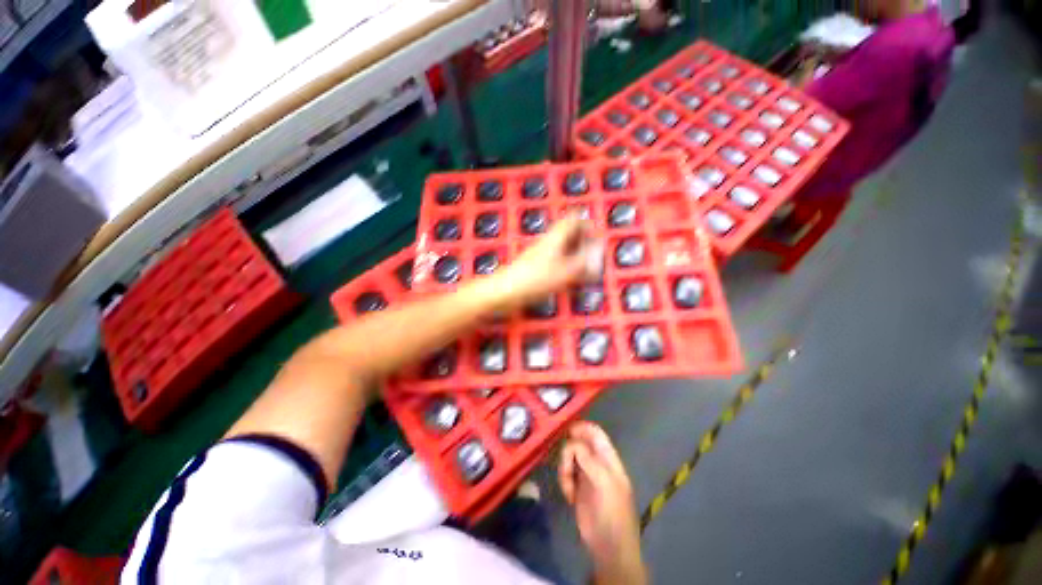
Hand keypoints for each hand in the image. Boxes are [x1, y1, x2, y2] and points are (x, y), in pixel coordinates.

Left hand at [497, 215, 602, 308]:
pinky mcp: (534, 266)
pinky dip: (565, 264)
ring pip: (561, 246)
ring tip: (585, 266)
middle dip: (583, 240)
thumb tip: (597, 256)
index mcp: (555, 237)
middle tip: (594, 252)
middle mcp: (547, 242)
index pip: (573, 219)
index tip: (598, 235)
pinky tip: (569, 277)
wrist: (505, 291)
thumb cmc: (535, 280)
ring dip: (574, 252)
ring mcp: (539, 253)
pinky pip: (554, 259)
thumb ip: (583, 264)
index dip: (587, 223)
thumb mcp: (565, 273)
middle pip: (568, 233)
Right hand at [559, 422, 646, 584]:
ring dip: (564, 469)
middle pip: (578, 443)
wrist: (609, 547)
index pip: (595, 432)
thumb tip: (573, 442)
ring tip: (568, 487)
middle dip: (568, 451)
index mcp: (608, 458)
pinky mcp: (577, 487)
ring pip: (569, 458)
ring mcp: (586, 474)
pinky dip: (564, 481)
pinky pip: (565, 473)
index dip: (581, 427)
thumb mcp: (604, 483)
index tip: (565, 431)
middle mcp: (596, 462)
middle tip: (565, 466)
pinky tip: (569, 496)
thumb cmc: (612, 512)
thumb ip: (589, 460)